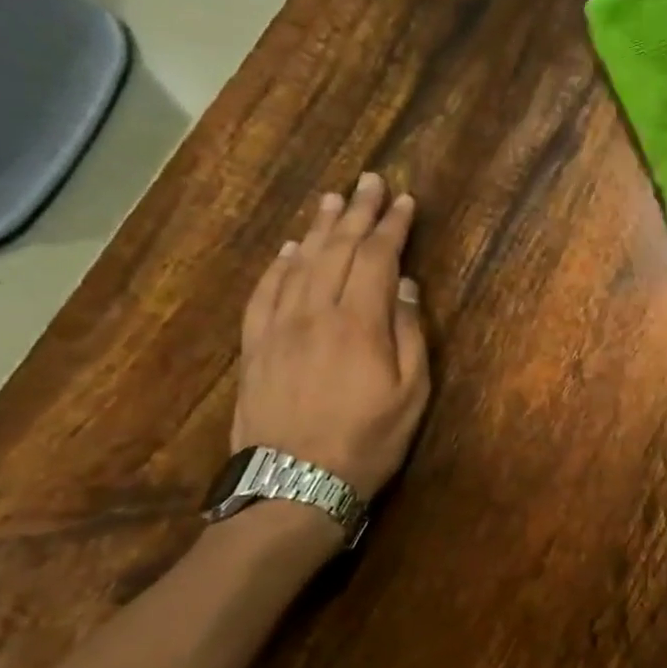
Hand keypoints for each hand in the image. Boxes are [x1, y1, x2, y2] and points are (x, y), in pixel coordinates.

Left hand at [233, 172, 430, 499]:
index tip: (405, 201)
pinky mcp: (255, 347)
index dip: (392, 226)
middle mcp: (315, 313)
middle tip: (369, 181)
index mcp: (359, 323)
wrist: (293, 485)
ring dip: (319, 228)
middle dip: (358, 213)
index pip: (377, 258)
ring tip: (334, 201)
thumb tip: (406, 287)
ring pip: (300, 263)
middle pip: (337, 250)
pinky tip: (290, 249)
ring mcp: (279, 328)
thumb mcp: (411, 393)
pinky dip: (279, 265)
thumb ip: (410, 334)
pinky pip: (265, 292)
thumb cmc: (368, 441)